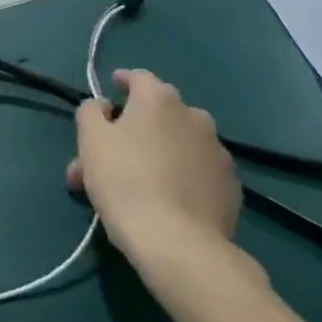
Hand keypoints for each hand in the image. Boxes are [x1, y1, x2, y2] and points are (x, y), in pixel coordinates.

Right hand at [68, 69, 239, 260]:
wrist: (178, 243)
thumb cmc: (125, 182)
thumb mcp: (91, 141)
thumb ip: (91, 112)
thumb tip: (103, 106)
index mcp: (159, 100)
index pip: (138, 77)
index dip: (121, 82)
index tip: (109, 94)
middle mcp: (194, 116)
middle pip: (158, 114)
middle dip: (131, 129)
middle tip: (107, 158)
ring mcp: (218, 151)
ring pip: (178, 144)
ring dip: (157, 153)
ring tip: (135, 184)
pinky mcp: (231, 186)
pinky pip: (197, 171)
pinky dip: (180, 176)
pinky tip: (166, 200)